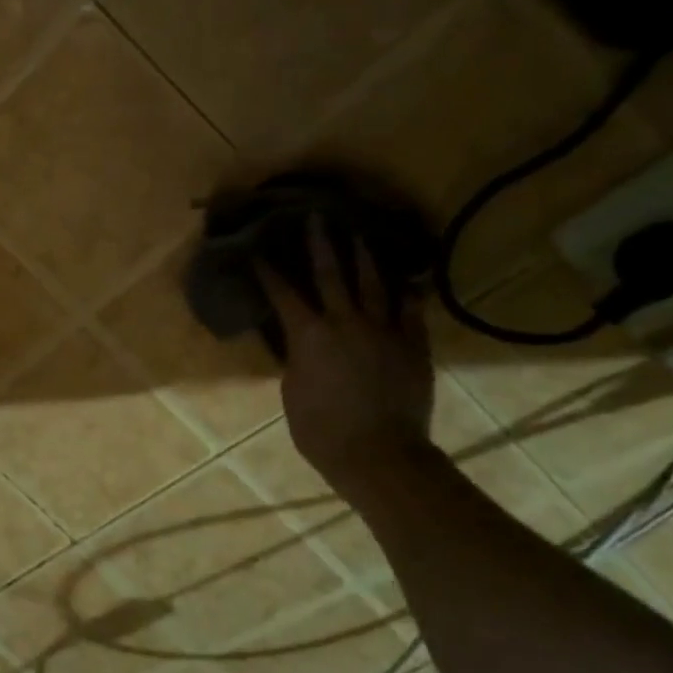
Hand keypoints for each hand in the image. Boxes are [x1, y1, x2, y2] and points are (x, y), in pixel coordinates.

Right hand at [257, 217, 434, 502]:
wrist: (378, 453)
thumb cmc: (321, 430)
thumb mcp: (293, 391)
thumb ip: (297, 357)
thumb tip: (300, 341)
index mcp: (309, 336)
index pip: (284, 294)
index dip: (270, 272)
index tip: (259, 252)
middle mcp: (346, 322)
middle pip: (331, 274)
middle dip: (321, 244)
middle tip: (317, 218)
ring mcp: (384, 330)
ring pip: (373, 283)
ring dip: (363, 257)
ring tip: (358, 235)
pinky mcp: (413, 344)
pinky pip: (409, 310)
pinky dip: (403, 293)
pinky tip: (402, 282)